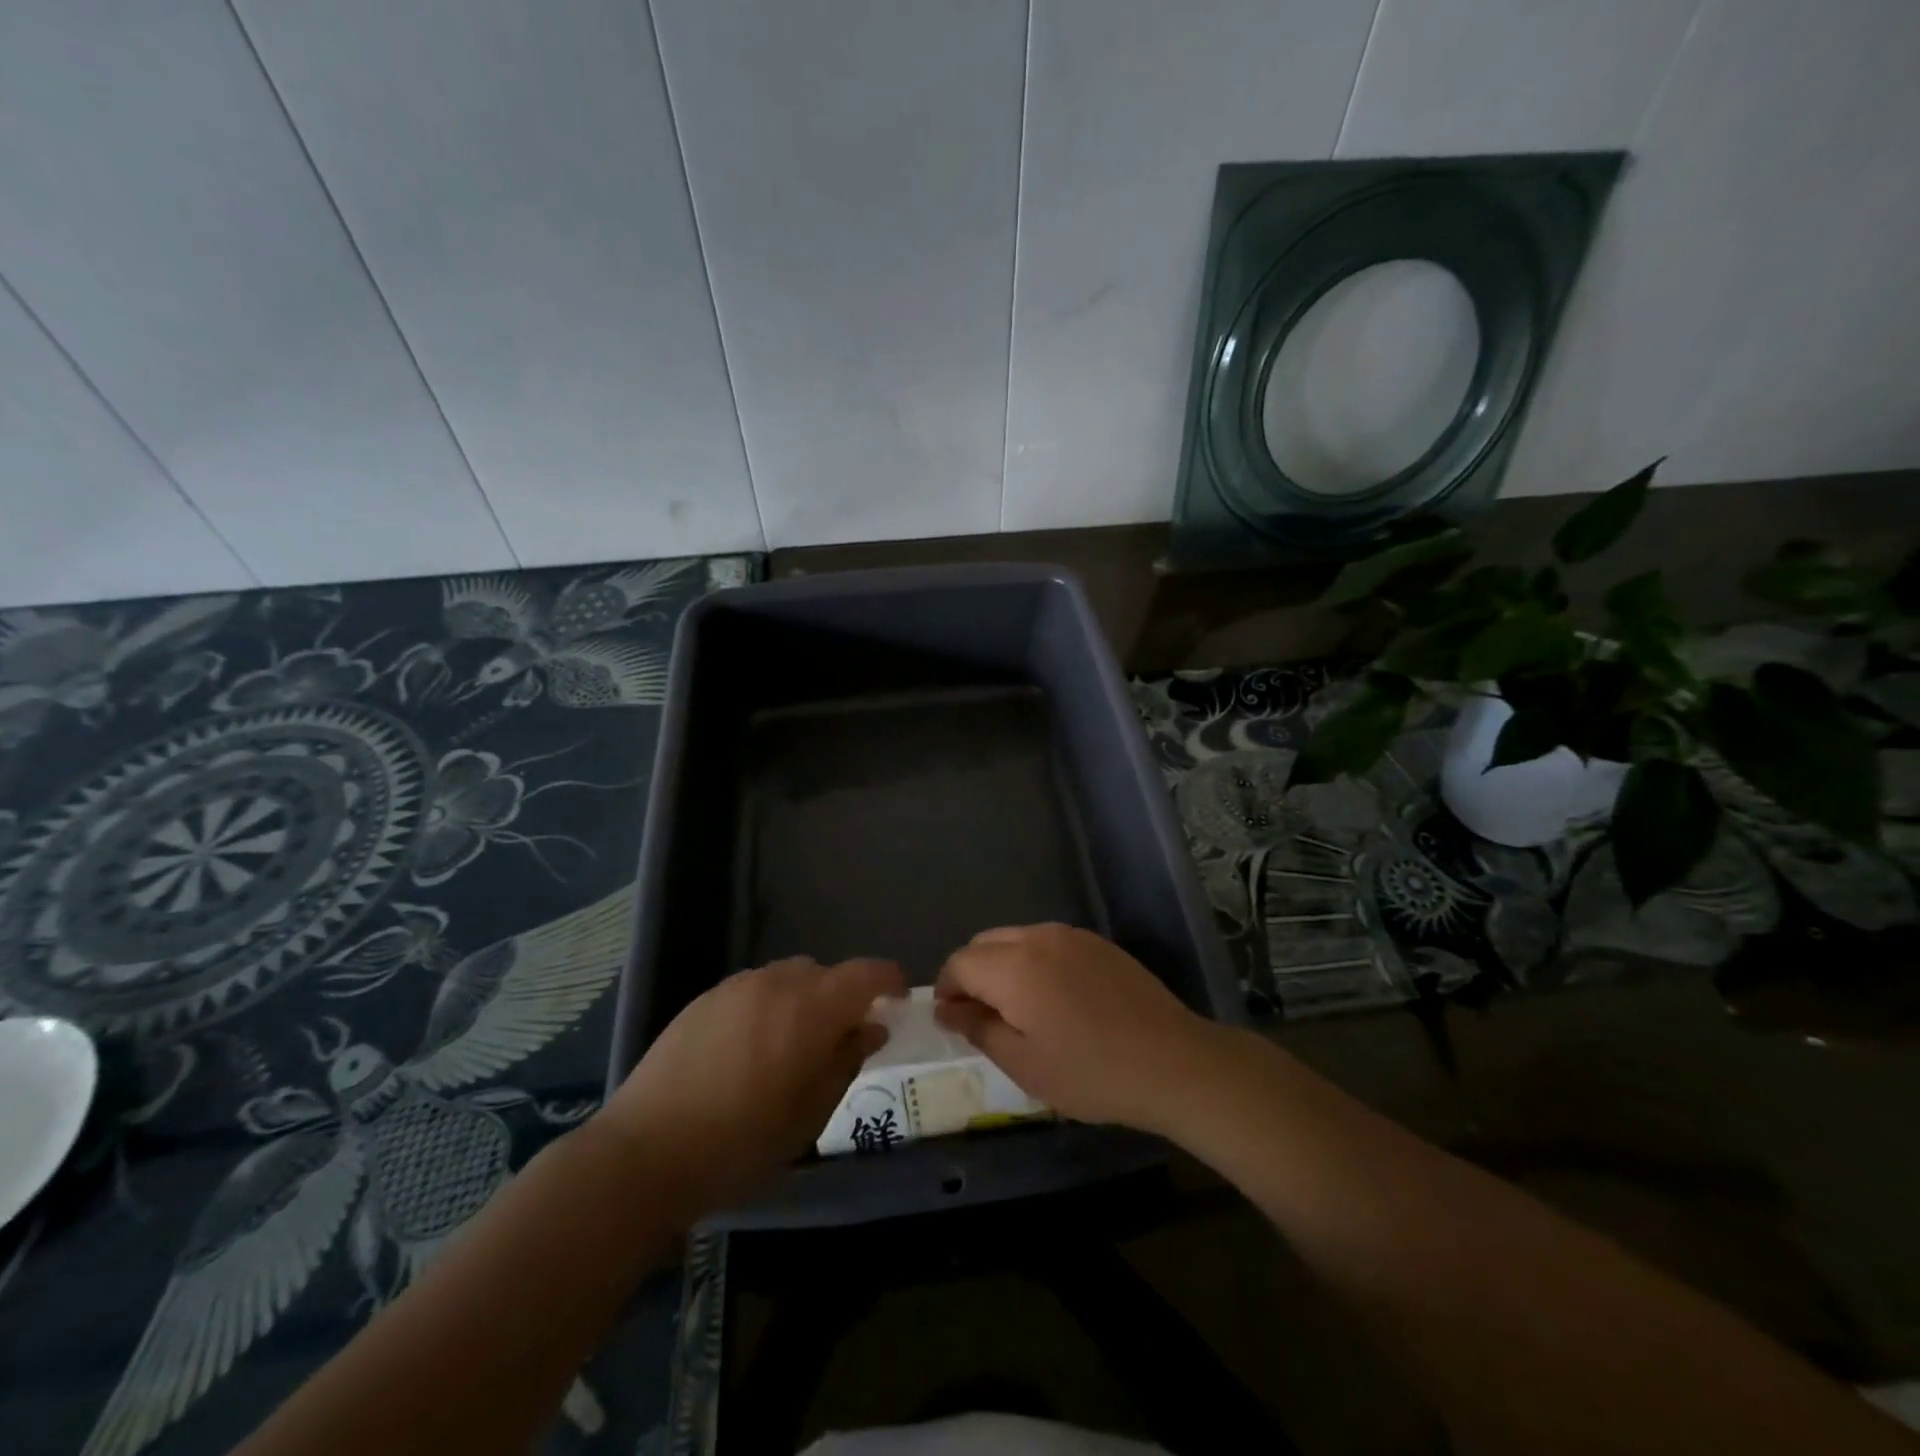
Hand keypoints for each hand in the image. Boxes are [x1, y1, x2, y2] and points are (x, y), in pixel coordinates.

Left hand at [599, 956, 903, 1213]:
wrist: (644, 1153)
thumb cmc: (740, 1143)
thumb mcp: (810, 1114)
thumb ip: (847, 1061)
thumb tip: (871, 1028)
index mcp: (810, 1008)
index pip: (866, 973)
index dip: (890, 981)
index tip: (899, 1001)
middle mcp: (776, 983)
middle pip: (825, 973)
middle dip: (843, 997)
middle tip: (841, 1039)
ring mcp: (735, 987)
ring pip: (787, 978)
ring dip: (804, 999)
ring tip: (792, 1045)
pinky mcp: (704, 999)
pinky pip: (754, 989)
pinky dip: (768, 1005)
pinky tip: (750, 1049)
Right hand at [934, 923, 1223, 1135]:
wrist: (1172, 1061)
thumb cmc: (1091, 1072)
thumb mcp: (1024, 1064)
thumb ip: (978, 1029)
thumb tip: (947, 1010)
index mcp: (1014, 966)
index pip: (959, 962)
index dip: (946, 989)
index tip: (952, 1020)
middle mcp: (1038, 937)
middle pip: (985, 943)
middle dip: (972, 974)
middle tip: (981, 1017)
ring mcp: (1072, 935)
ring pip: (1016, 938)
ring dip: (1003, 965)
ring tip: (1018, 1009)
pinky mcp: (1097, 943)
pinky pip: (1048, 942)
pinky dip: (1033, 961)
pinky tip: (1054, 998)